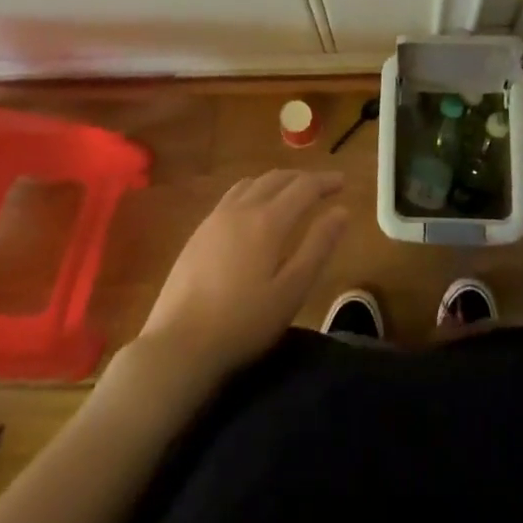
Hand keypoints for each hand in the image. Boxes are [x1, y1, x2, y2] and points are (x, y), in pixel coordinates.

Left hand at [137, 170, 347, 382]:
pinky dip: (254, 191)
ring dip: (277, 181)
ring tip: (291, 194)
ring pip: (252, 183)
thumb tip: (340, 211)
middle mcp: (241, 209)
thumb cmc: (243, 322)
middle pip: (277, 178)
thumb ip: (318, 247)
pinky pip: (233, 195)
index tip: (343, 182)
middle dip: (303, 178)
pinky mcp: (199, 232)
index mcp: (268, 221)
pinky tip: (254, 210)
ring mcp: (215, 218)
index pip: (303, 187)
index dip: (325, 181)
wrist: (179, 344)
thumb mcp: (291, 290)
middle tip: (323, 188)